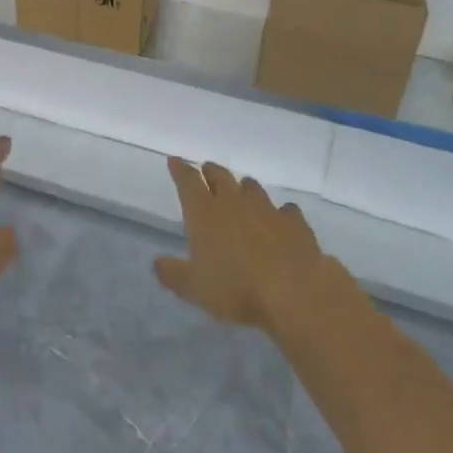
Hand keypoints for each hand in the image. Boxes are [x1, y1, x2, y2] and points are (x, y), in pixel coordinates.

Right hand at [154, 159, 329, 332]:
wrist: (295, 292)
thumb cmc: (236, 289)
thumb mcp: (194, 288)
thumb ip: (173, 274)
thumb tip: (157, 263)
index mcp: (204, 212)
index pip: (188, 181)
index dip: (180, 169)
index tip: (175, 160)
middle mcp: (233, 202)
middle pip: (219, 175)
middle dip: (210, 171)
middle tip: (206, 172)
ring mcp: (266, 208)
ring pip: (251, 187)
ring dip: (243, 188)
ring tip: (241, 193)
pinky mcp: (294, 222)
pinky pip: (285, 209)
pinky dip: (280, 212)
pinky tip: (281, 219)